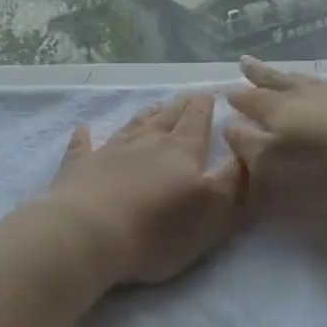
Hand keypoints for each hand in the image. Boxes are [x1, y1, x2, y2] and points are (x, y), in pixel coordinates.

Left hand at [47, 94, 245, 286]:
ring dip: (146, 115)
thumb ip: (234, 180)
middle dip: (180, 106)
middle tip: (187, 94)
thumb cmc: (158, 229)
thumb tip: (247, 150)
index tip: (210, 92)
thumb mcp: (213, 210)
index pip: (197, 122)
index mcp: (181, 151)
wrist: (89, 234)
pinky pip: (83, 146)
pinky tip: (83, 128)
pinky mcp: (79, 169)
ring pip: (133, 126)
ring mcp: (110, 152)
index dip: (204, 107)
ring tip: (155, 105)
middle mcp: (146, 143)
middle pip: (167, 118)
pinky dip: (84, 137)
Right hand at [224, 57, 326, 220]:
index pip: (249, 99)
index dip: (235, 96)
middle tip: (245, 62)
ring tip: (290, 74)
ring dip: (298, 78)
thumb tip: (230, 127)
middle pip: (278, 81)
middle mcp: (307, 96)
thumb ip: (249, 148)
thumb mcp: (274, 169)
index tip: (222, 90)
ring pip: (314, 82)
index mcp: (278, 110)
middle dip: (259, 74)